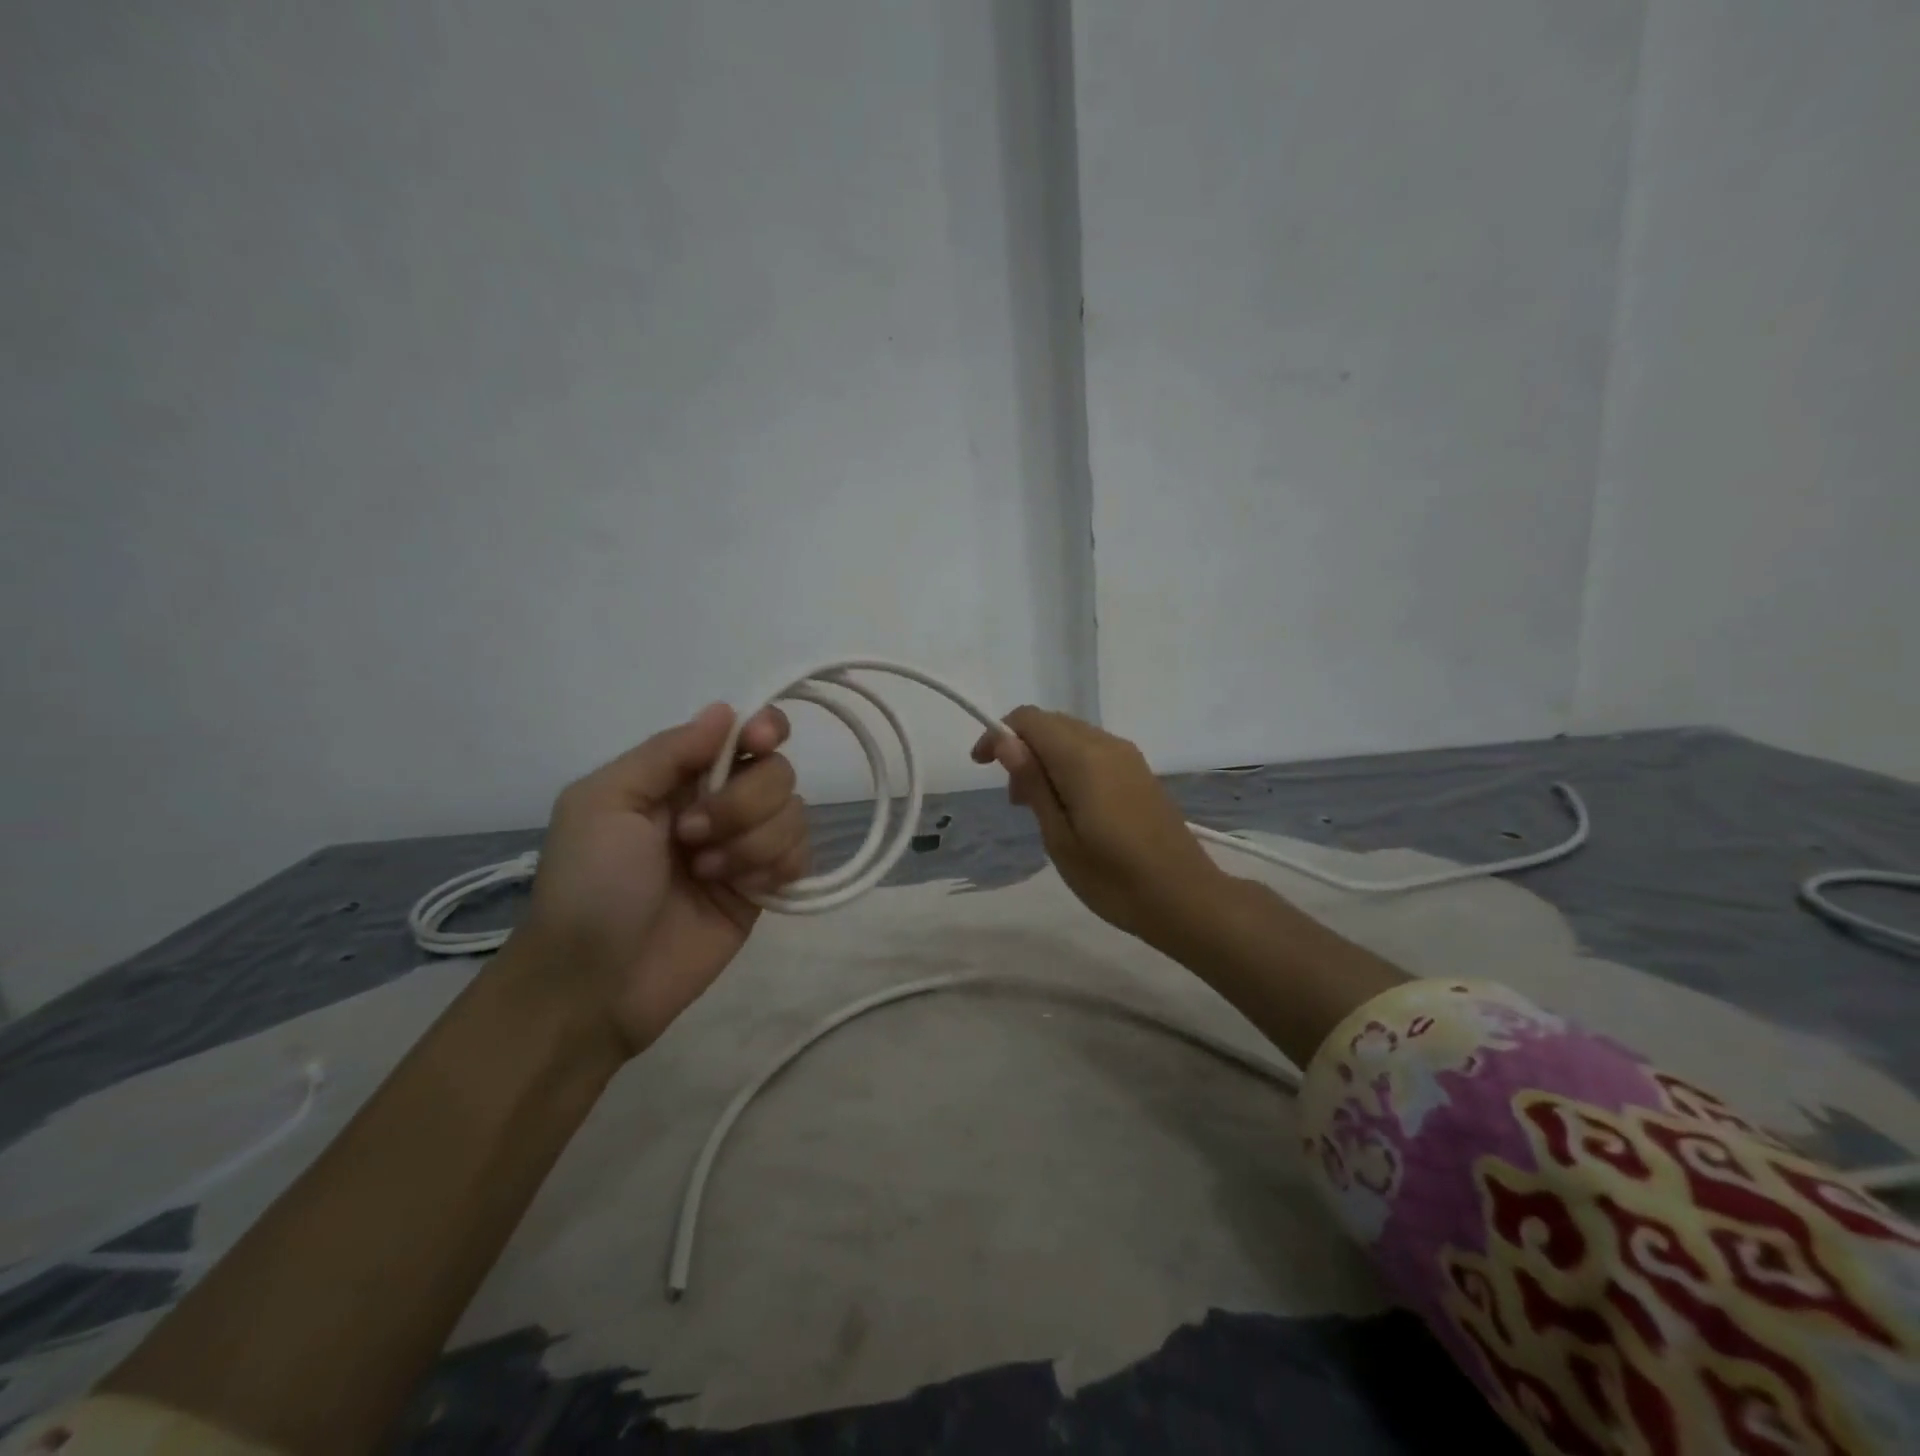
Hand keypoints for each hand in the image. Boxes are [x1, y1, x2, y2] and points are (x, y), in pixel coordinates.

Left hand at [508, 702, 808, 1055]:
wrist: (597, 983)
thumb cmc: (590, 885)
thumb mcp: (605, 802)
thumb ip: (667, 752)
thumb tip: (728, 711)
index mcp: (679, 775)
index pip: (744, 732)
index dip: (765, 729)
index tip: (759, 744)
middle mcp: (719, 803)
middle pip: (777, 771)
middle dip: (743, 803)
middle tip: (692, 837)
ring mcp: (746, 847)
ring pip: (795, 813)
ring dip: (753, 843)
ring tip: (707, 874)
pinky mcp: (765, 889)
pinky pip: (802, 857)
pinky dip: (776, 868)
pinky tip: (742, 891)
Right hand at [972, 707, 1228, 945]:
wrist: (1185, 898)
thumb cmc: (1113, 878)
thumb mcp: (1059, 838)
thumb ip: (1033, 783)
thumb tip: (1005, 741)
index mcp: (1083, 758)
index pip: (1030, 719)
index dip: (999, 734)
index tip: (981, 767)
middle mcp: (1107, 745)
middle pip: (1052, 723)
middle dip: (1022, 748)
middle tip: (1014, 799)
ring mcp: (1128, 757)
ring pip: (1074, 736)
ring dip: (1046, 758)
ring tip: (1038, 808)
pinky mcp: (1140, 773)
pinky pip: (1094, 752)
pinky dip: (1070, 766)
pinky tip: (1070, 806)